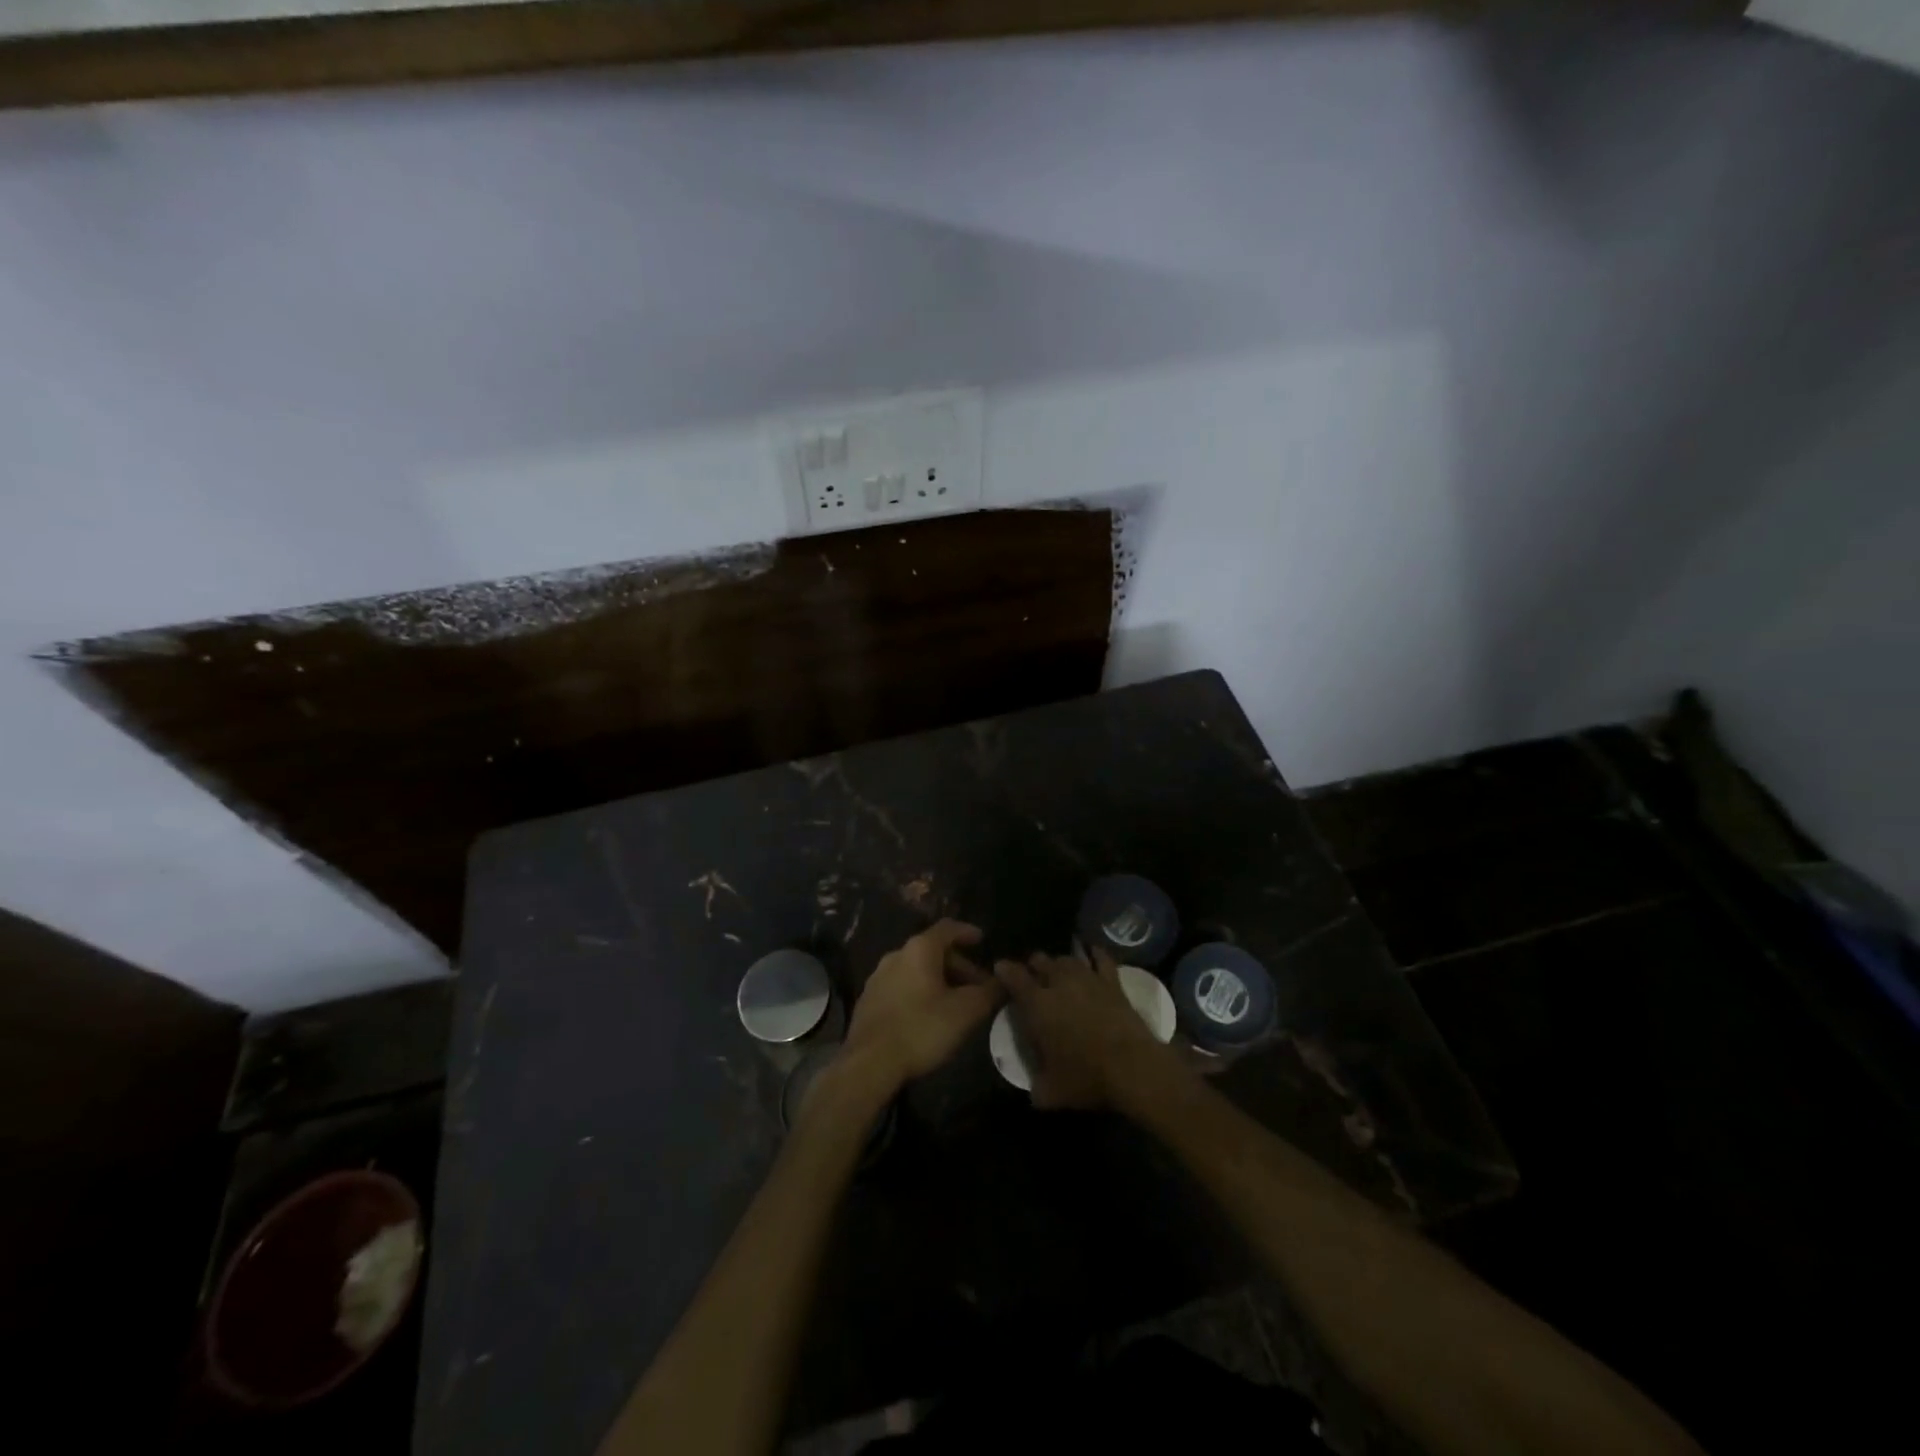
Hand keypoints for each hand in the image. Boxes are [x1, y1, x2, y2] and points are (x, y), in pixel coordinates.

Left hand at [844, 920, 1004, 1092]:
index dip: (968, 932)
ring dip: (940, 981)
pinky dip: (921, 992)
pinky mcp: (869, 1000)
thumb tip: (1003, 980)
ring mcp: (878, 977)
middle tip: (978, 987)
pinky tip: (929, 1016)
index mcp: (919, 949)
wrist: (869, 1063)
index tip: (982, 940)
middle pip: (933, 951)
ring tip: (956, 1003)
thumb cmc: (922, 1028)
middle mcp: (896, 955)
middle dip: (959, 966)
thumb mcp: (965, 1011)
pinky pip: (902, 986)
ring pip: (917, 970)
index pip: (948, 928)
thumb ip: (988, 992)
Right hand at [994, 947, 1181, 1109]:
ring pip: (1067, 959)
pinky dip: (1094, 953)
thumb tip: (1033, 1089)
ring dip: (1058, 963)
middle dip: (1033, 966)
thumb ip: (1036, 1085)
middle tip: (1031, 976)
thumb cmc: (1086, 1078)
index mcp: (1037, 1004)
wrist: (1132, 1068)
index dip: (1004, 970)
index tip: (1000, 967)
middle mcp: (1059, 983)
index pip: (1014, 976)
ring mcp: (1087, 978)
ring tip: (1057, 969)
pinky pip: (1101, 958)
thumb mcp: (1050, 1092)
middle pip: (1040, 961)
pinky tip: (1091, 952)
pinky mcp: (1112, 982)